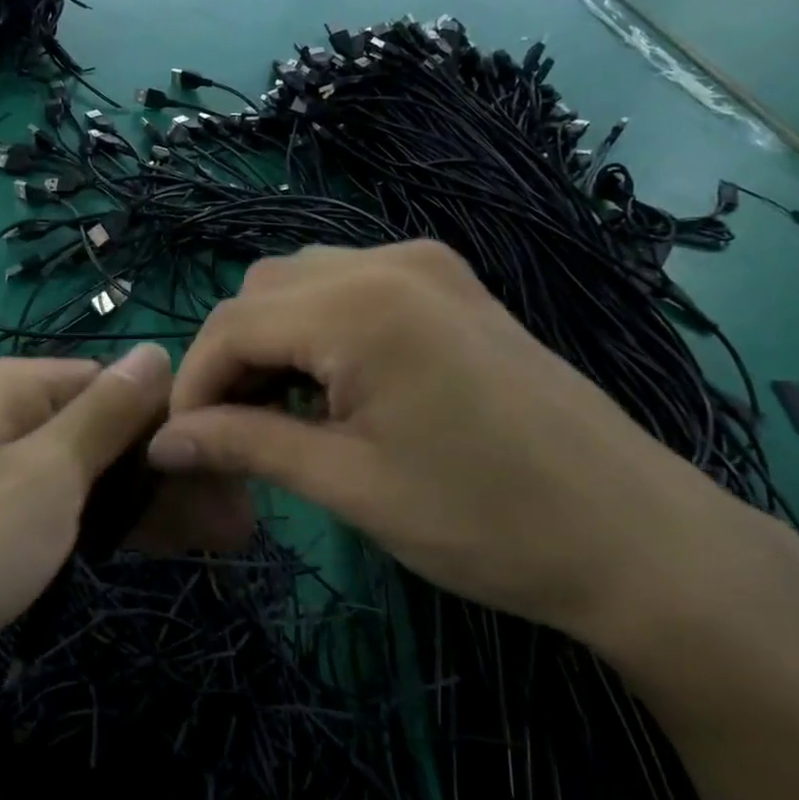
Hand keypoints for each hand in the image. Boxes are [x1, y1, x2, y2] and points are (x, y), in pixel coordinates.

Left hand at [0, 345, 246, 701]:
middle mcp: (19, 418)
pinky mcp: (7, 521)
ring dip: (158, 502)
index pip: (125, 384)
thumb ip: (107, 412)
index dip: (180, 423)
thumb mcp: (48, 472)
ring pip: (102, 475)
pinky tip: (168, 544)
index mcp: (26, 388)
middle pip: (117, 432)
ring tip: (224, 539)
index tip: (233, 472)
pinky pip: (77, 510)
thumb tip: (154, 349)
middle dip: (176, 473)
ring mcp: (12, 472)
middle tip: (239, 524)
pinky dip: (119, 525)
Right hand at [146, 242, 798, 645]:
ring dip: (271, 343)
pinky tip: (330, 390)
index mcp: (360, 306)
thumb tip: (163, 442)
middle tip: (230, 435)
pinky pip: (350, 288)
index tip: (179, 446)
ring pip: (301, 284)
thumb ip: (244, 447)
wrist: (635, 537)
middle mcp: (389, 262)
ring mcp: (428, 266)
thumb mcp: (348, 485)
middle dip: (228, 360)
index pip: (231, 326)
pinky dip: (317, 332)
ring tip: (277, 416)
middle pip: (260, 294)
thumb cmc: (485, 521)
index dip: (192, 386)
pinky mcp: (452, 286)